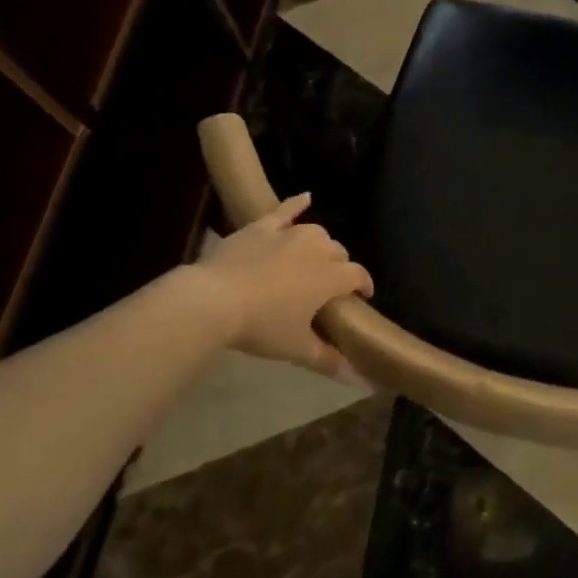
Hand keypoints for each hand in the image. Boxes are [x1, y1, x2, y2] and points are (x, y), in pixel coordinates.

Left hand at [194, 194, 373, 379]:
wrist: (213, 301)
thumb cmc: (262, 326)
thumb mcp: (297, 349)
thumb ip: (329, 361)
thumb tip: (357, 380)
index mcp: (331, 277)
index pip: (358, 276)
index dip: (364, 286)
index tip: (362, 297)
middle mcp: (316, 249)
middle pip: (338, 253)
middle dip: (340, 267)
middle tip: (329, 287)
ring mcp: (287, 235)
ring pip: (316, 233)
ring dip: (321, 244)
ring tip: (316, 256)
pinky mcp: (261, 227)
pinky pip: (284, 211)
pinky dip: (296, 204)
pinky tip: (306, 197)